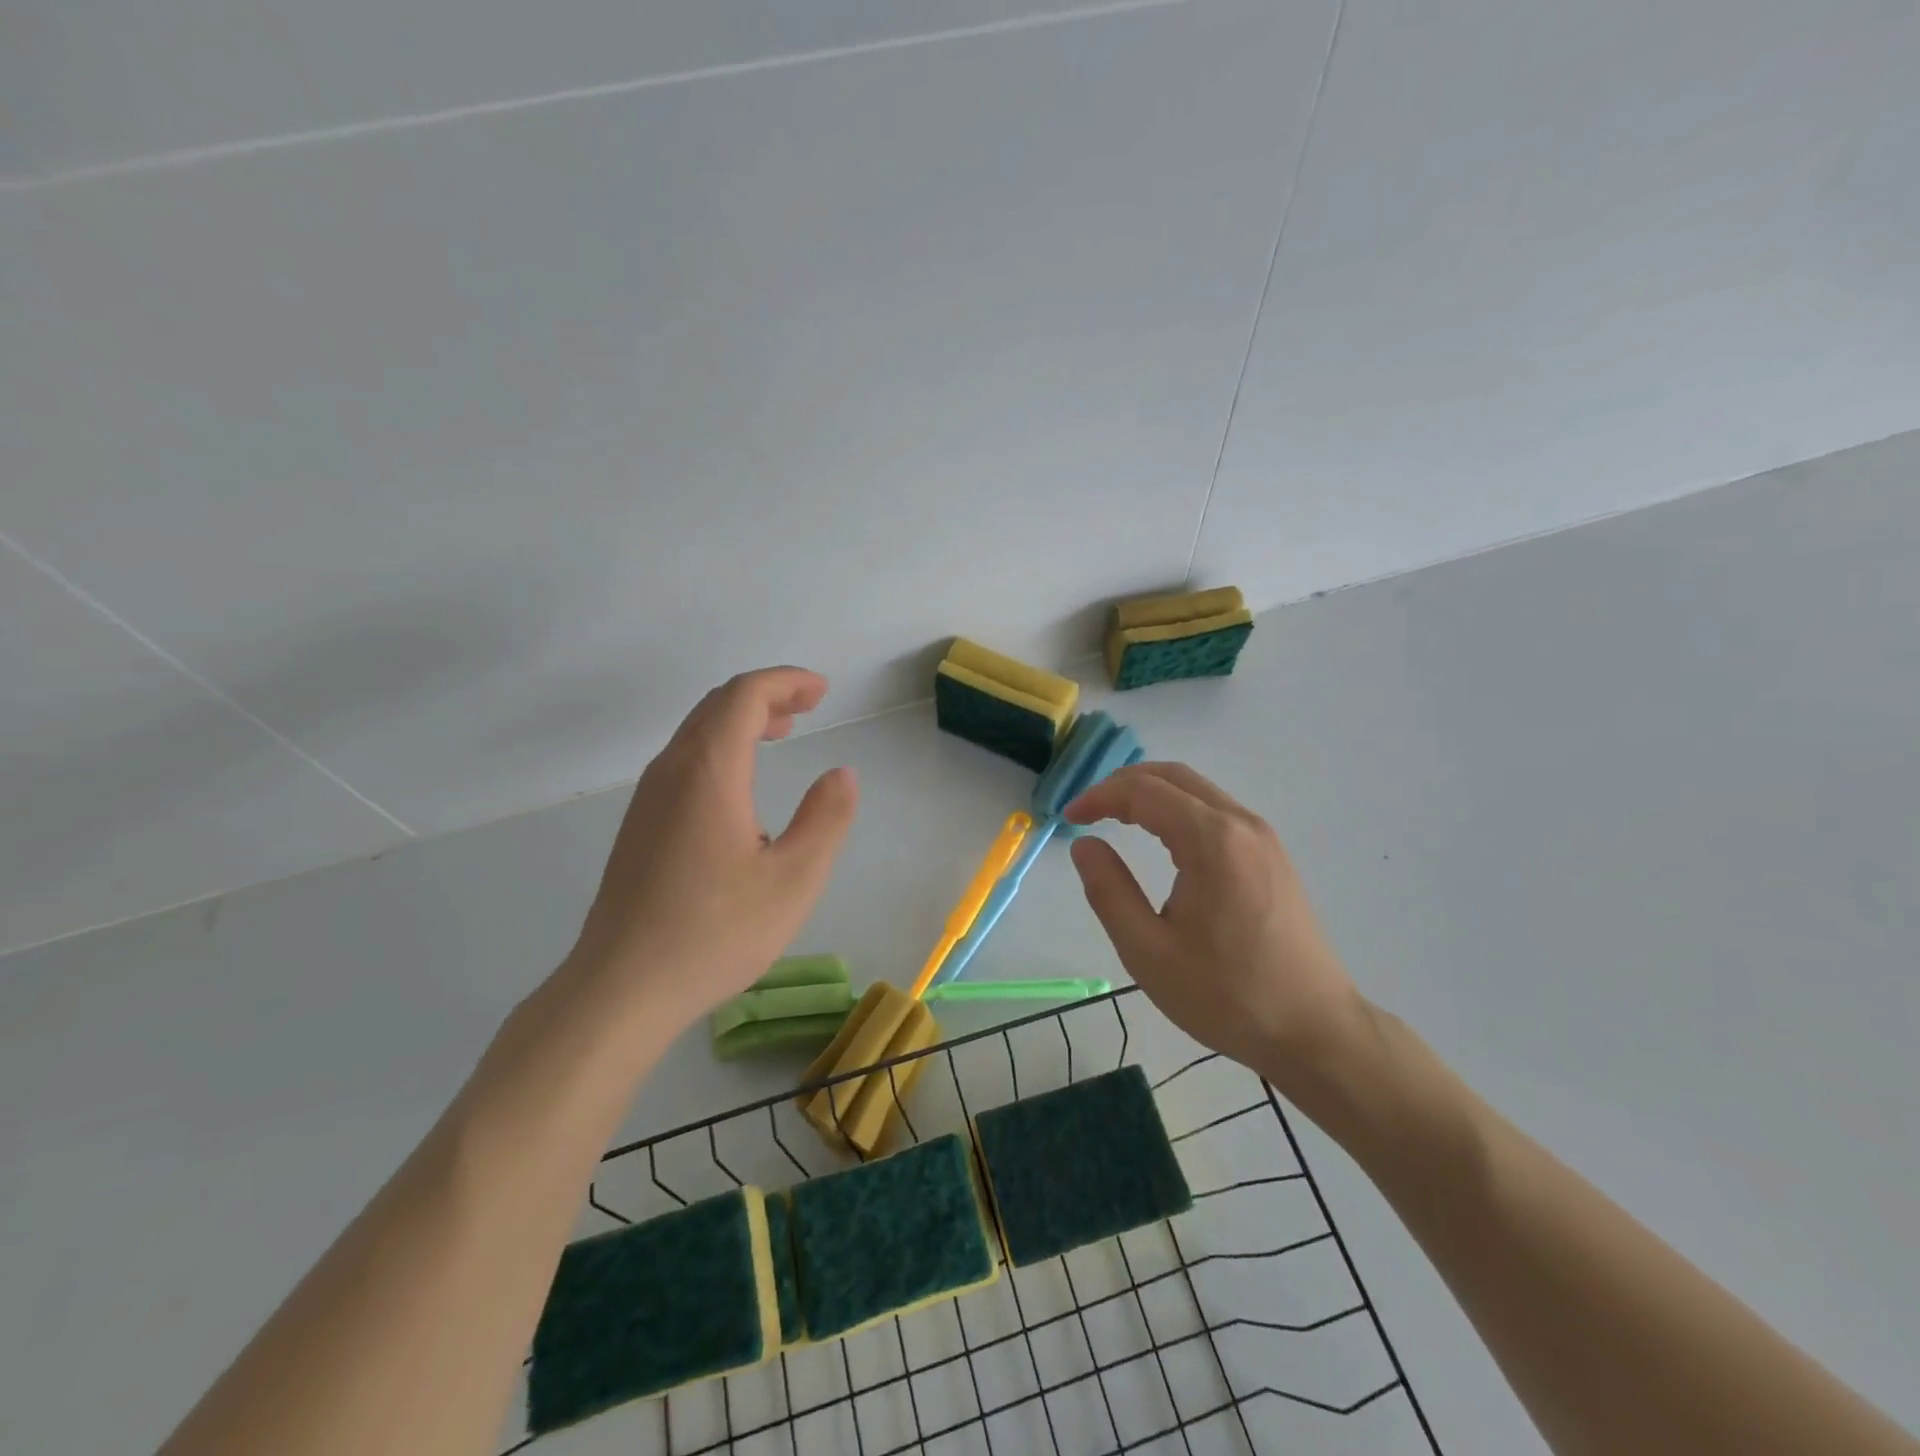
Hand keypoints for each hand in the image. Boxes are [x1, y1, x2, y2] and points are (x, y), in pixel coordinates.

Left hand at [561, 667, 858, 1032]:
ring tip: (781, 733)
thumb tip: (841, 774)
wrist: (621, 988)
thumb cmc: (715, 932)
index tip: (822, 692)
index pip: (745, 696)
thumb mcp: (794, 879)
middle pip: (717, 705)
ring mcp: (648, 798)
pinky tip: (742, 786)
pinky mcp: (640, 825)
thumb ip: (826, 819)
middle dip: (766, 695)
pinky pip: (684, 760)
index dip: (786, 682)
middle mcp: (672, 771)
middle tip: (808, 707)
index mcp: (710, 771)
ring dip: (741, 721)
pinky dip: (722, 748)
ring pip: (697, 732)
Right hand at [1064, 762, 1362, 1084]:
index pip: (1144, 791)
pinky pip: (1217, 811)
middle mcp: (1242, 824)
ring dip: (1152, 793)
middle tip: (1088, 811)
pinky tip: (1162, 838)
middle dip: (1123, 784)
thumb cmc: (1227, 996)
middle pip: (1173, 776)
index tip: (1068, 818)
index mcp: (1212, 841)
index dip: (1100, 796)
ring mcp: (1263, 838)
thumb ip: (1109, 891)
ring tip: (1116, 818)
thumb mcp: (1148, 951)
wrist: (1315, 1031)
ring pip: (1197, 790)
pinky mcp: (1272, 855)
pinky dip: (1178, 809)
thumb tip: (1084, 845)